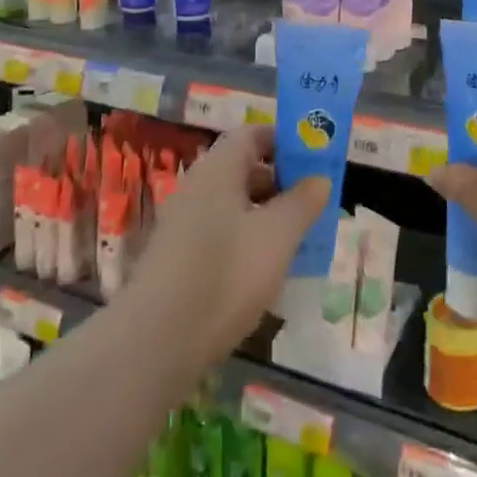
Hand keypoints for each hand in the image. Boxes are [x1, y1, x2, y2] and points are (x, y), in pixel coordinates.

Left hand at [123, 125, 328, 380]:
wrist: (157, 342)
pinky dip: (247, 240)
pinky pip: (220, 233)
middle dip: (281, 181)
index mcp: (218, 169)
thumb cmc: (226, 274)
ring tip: (297, 240)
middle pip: (243, 168)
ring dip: (266, 214)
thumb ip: (302, 203)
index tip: (314, 159)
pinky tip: (265, 271)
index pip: (252, 134)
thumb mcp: (277, 236)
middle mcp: (197, 186)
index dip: (284, 140)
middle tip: (313, 203)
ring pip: (233, 204)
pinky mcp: (178, 257)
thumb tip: (319, 178)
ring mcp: (183, 222)